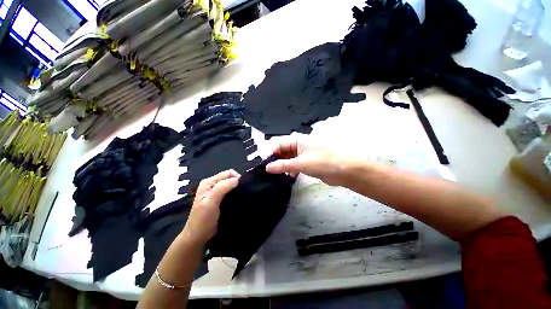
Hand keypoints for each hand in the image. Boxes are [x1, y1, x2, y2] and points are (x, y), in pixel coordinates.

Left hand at [181, 170, 239, 246]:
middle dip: (237, 183)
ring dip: (237, 189)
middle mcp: (212, 185)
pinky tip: (238, 200)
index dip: (236, 178)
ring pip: (231, 185)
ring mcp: (216, 192)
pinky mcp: (220, 199)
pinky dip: (236, 194)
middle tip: (243, 193)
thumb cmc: (203, 220)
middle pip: (230, 178)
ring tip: (242, 196)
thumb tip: (237, 179)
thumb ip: (222, 188)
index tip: (242, 188)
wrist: (198, 237)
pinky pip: (231, 192)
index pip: (228, 173)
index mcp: (208, 182)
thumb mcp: (211, 202)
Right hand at [265, 142, 347, 185]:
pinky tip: (289, 176)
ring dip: (281, 165)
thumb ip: (283, 165)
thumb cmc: (323, 162)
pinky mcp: (307, 162)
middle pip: (281, 151)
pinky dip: (290, 169)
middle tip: (266, 170)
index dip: (268, 152)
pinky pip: (294, 164)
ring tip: (275, 174)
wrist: (345, 171)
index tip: (261, 163)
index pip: (278, 144)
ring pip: (287, 158)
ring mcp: (303, 154)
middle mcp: (299, 145)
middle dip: (274, 159)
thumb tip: (267, 167)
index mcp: (297, 140)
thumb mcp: (301, 163)